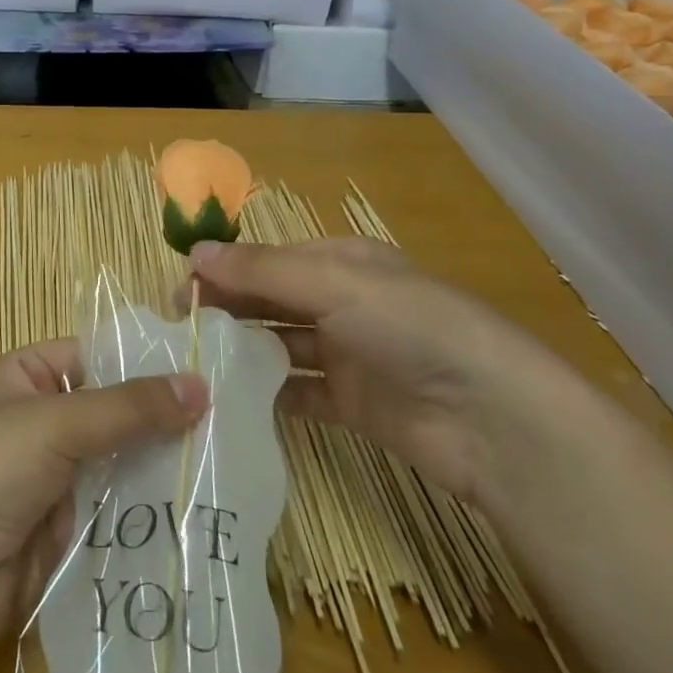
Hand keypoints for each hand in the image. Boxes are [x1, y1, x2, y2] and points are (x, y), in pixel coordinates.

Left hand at [0, 339, 208, 666]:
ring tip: (232, 465)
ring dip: (164, 469)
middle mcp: (41, 423)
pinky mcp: (67, 534)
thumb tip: (202, 385)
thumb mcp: (55, 423)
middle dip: (164, 420)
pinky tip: (204, 513)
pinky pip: (118, 515)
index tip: (210, 369)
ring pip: (121, 465)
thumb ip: (128, 408)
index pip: (95, 356)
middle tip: (235, 422)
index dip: (146, 361)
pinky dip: (152, 514)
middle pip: (113, 413)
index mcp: (26, 378)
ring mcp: (54, 480)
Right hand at [187, 238, 573, 505]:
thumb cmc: (412, 328)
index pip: (269, 259)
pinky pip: (298, 392)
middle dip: (227, 308)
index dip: (225, 269)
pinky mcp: (353, 404)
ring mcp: (348, 355)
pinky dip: (267, 393)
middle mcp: (344, 303)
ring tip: (194, 363)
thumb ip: (262, 271)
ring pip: (280, 344)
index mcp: (343, 263)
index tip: (179, 289)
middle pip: (271, 300)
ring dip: (242, 349)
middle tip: (179, 328)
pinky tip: (230, 399)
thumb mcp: (335, 284)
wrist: (493, 419)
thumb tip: (194, 253)